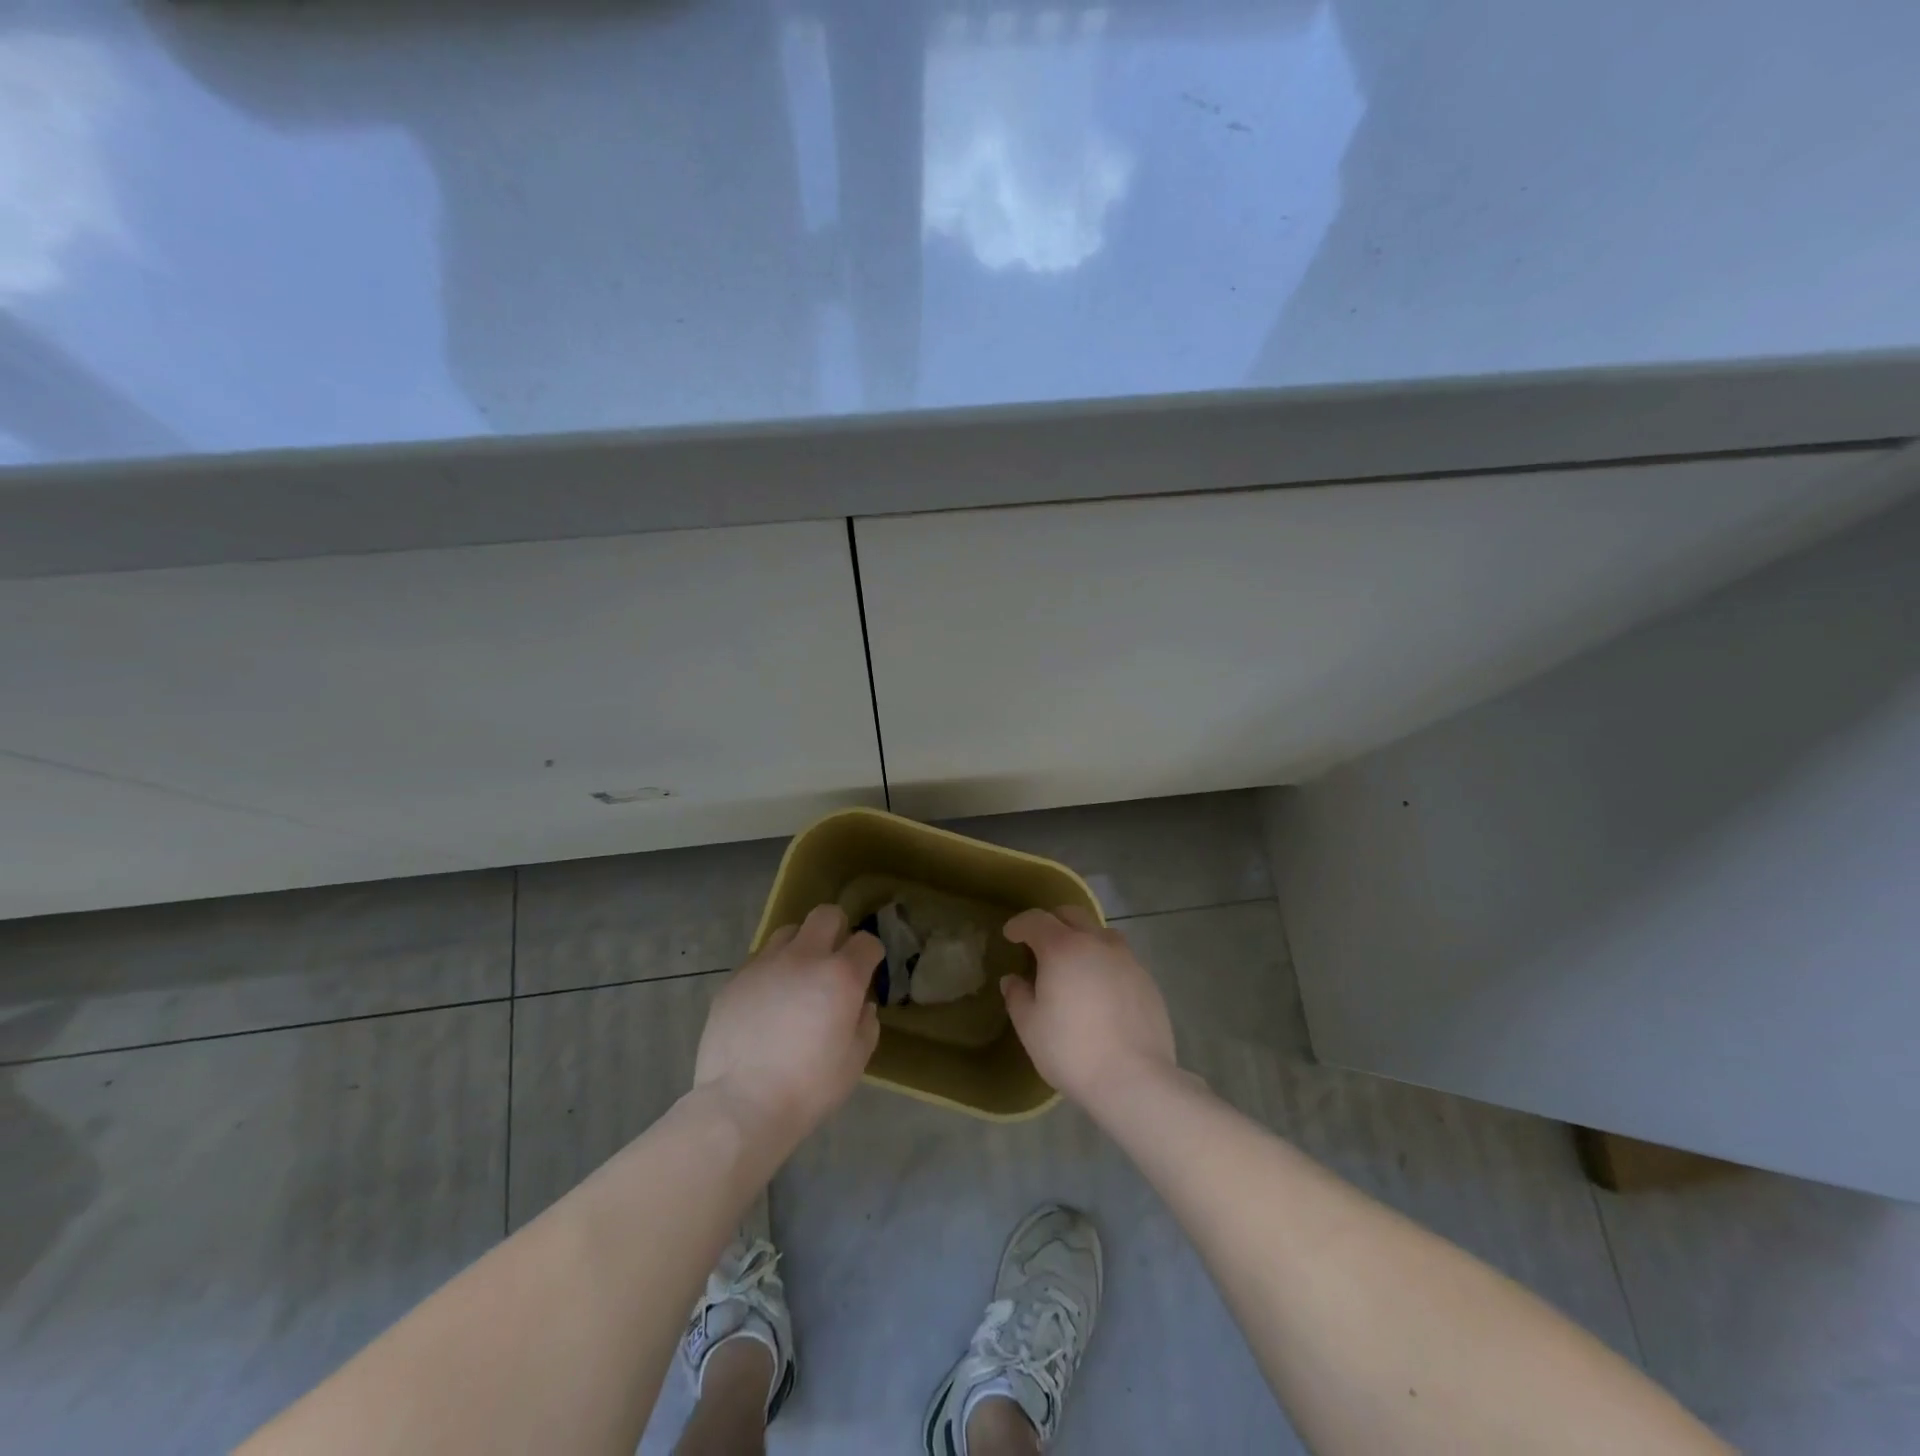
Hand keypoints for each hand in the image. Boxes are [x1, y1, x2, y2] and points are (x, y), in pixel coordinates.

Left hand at [692, 904, 881, 1150]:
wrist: (741, 1105)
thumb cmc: (808, 1088)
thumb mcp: (855, 1062)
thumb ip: (865, 1024)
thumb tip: (861, 1005)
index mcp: (840, 976)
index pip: (866, 941)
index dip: (870, 953)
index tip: (868, 970)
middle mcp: (803, 958)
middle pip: (826, 915)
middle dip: (836, 929)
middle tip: (833, 958)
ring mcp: (764, 965)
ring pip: (787, 932)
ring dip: (800, 947)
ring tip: (796, 978)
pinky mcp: (734, 980)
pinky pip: (758, 961)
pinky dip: (769, 972)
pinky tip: (765, 1003)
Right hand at [1002, 906, 1177, 1112]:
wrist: (1134, 1079)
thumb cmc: (1072, 1050)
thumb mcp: (1030, 1027)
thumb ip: (1017, 996)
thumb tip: (1013, 979)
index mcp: (1062, 948)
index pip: (1036, 920)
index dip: (1019, 925)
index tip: (1010, 935)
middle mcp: (1097, 943)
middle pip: (1072, 915)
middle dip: (1053, 922)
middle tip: (1041, 943)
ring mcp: (1127, 960)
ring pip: (1101, 933)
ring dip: (1084, 939)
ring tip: (1076, 964)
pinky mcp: (1148, 980)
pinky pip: (1121, 959)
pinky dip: (1105, 963)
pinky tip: (1102, 990)